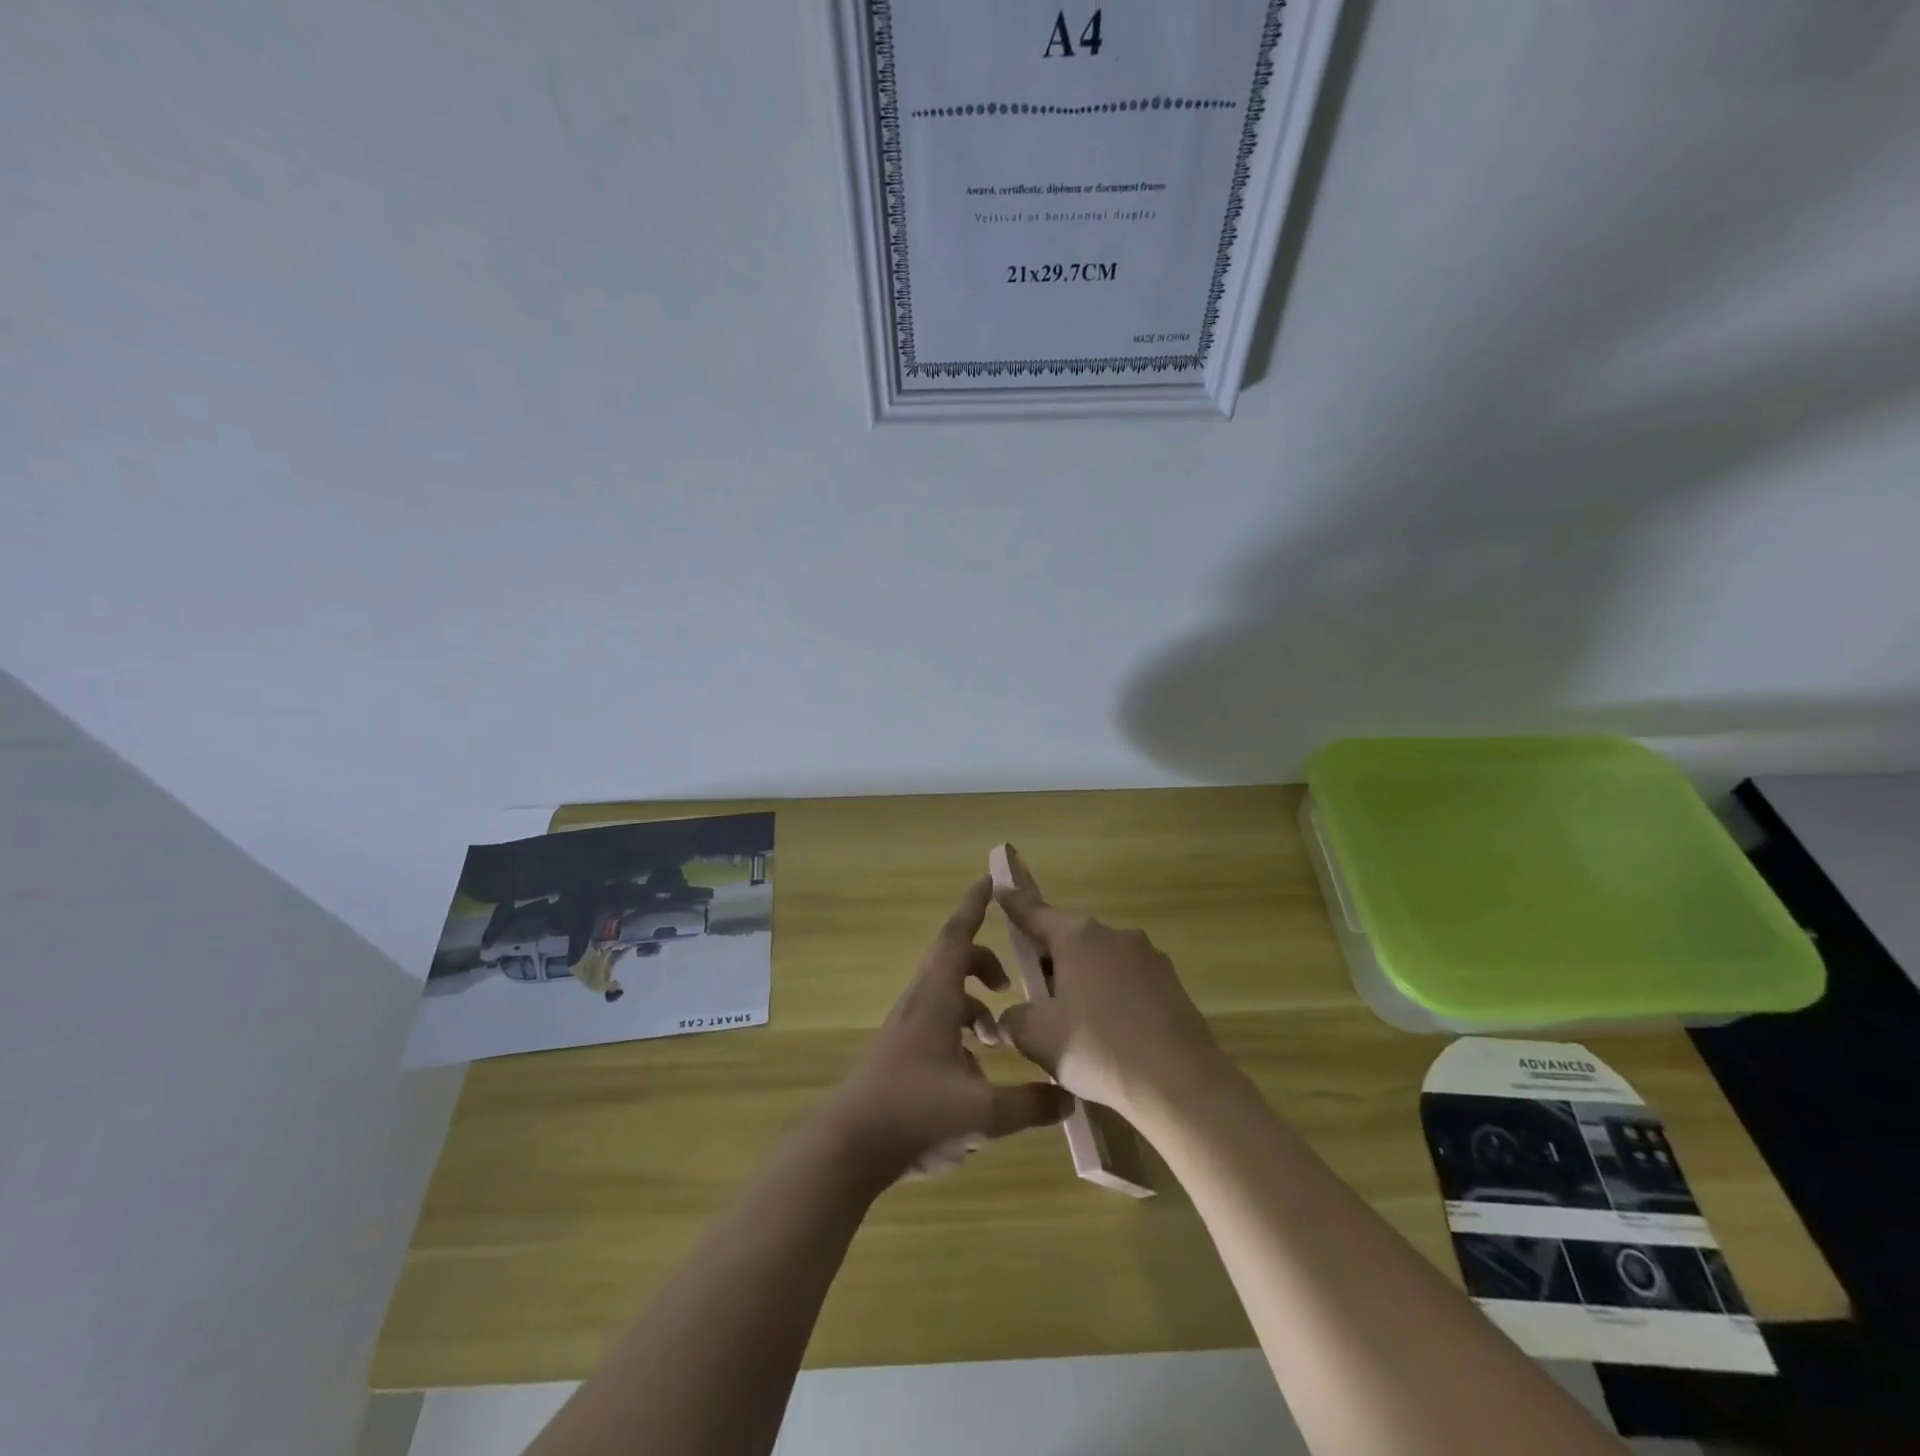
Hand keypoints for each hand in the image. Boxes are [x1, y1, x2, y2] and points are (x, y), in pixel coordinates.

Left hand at [817, 877, 1073, 1185]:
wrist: (846, 1148)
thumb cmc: (913, 1114)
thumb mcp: (982, 1112)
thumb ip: (1031, 1104)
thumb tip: (1070, 1096)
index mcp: (935, 998)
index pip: (957, 936)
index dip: (974, 906)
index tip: (989, 880)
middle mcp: (919, 1004)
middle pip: (952, 962)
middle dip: (984, 964)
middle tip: (1010, 984)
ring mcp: (905, 1030)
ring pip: (944, 997)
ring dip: (973, 1005)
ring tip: (998, 1038)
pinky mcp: (899, 1055)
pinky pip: (936, 1025)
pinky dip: (959, 1032)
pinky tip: (975, 1076)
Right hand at [994, 884, 1224, 1120]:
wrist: (1180, 1083)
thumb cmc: (1099, 1048)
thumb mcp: (1039, 1038)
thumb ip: (1014, 1020)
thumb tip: (1010, 1018)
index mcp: (1077, 937)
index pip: (1035, 912)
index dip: (1014, 903)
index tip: (1001, 888)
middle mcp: (1113, 935)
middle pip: (1069, 939)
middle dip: (1049, 960)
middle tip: (1035, 993)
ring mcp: (1148, 957)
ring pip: (1100, 960)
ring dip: (1082, 980)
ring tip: (1074, 1023)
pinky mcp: (1171, 983)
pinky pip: (1128, 981)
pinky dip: (1112, 997)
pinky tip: (1110, 1034)